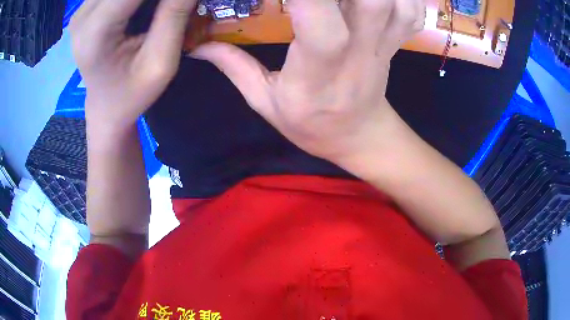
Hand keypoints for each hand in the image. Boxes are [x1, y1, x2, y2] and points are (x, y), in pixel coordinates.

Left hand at [70, 0, 196, 130]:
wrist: (105, 108)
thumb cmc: (132, 94)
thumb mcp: (161, 61)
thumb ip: (175, 14)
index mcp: (95, 31)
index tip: (182, 2)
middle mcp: (83, 15)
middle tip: (171, 8)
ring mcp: (82, 10)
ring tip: (159, 11)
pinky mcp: (87, 8)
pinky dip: (134, 0)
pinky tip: (144, 9)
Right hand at [192, 0, 424, 162]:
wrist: (360, 136)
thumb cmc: (312, 124)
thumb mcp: (265, 102)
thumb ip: (233, 66)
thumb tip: (198, 46)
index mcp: (318, 73)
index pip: (317, 21)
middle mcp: (358, 53)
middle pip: (371, 2)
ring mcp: (384, 46)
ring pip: (395, 4)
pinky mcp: (396, 43)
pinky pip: (411, 13)